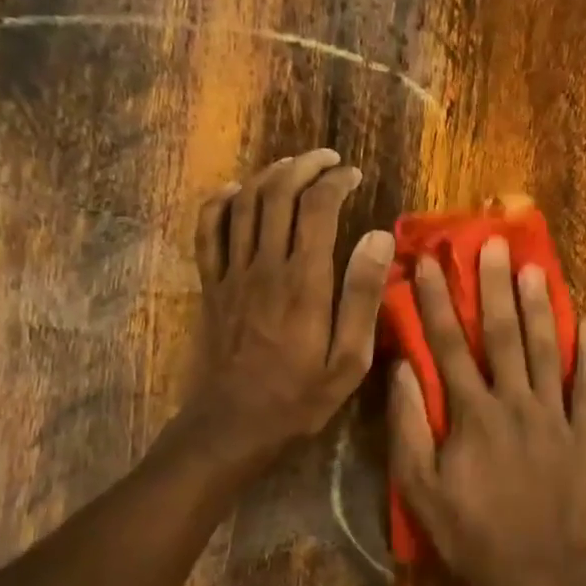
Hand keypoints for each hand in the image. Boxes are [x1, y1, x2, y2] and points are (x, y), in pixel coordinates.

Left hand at [183, 150, 393, 469]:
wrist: (233, 425)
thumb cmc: (299, 397)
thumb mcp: (348, 359)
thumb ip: (362, 295)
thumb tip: (378, 236)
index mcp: (303, 281)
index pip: (316, 208)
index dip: (335, 181)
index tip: (353, 175)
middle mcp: (264, 266)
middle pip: (277, 194)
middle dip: (304, 166)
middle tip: (327, 160)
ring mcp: (231, 274)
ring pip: (244, 204)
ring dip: (268, 176)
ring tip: (292, 166)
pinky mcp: (211, 286)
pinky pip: (207, 232)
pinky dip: (219, 204)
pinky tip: (234, 192)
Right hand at [387, 236, 585, 585]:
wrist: (534, 575)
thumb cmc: (470, 533)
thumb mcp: (420, 488)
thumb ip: (409, 425)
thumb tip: (401, 369)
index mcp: (473, 414)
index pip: (449, 345)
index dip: (435, 303)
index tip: (426, 265)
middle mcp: (516, 403)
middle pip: (503, 335)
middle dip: (493, 287)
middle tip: (491, 244)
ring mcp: (555, 417)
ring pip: (548, 350)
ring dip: (540, 306)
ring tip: (534, 267)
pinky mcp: (584, 435)